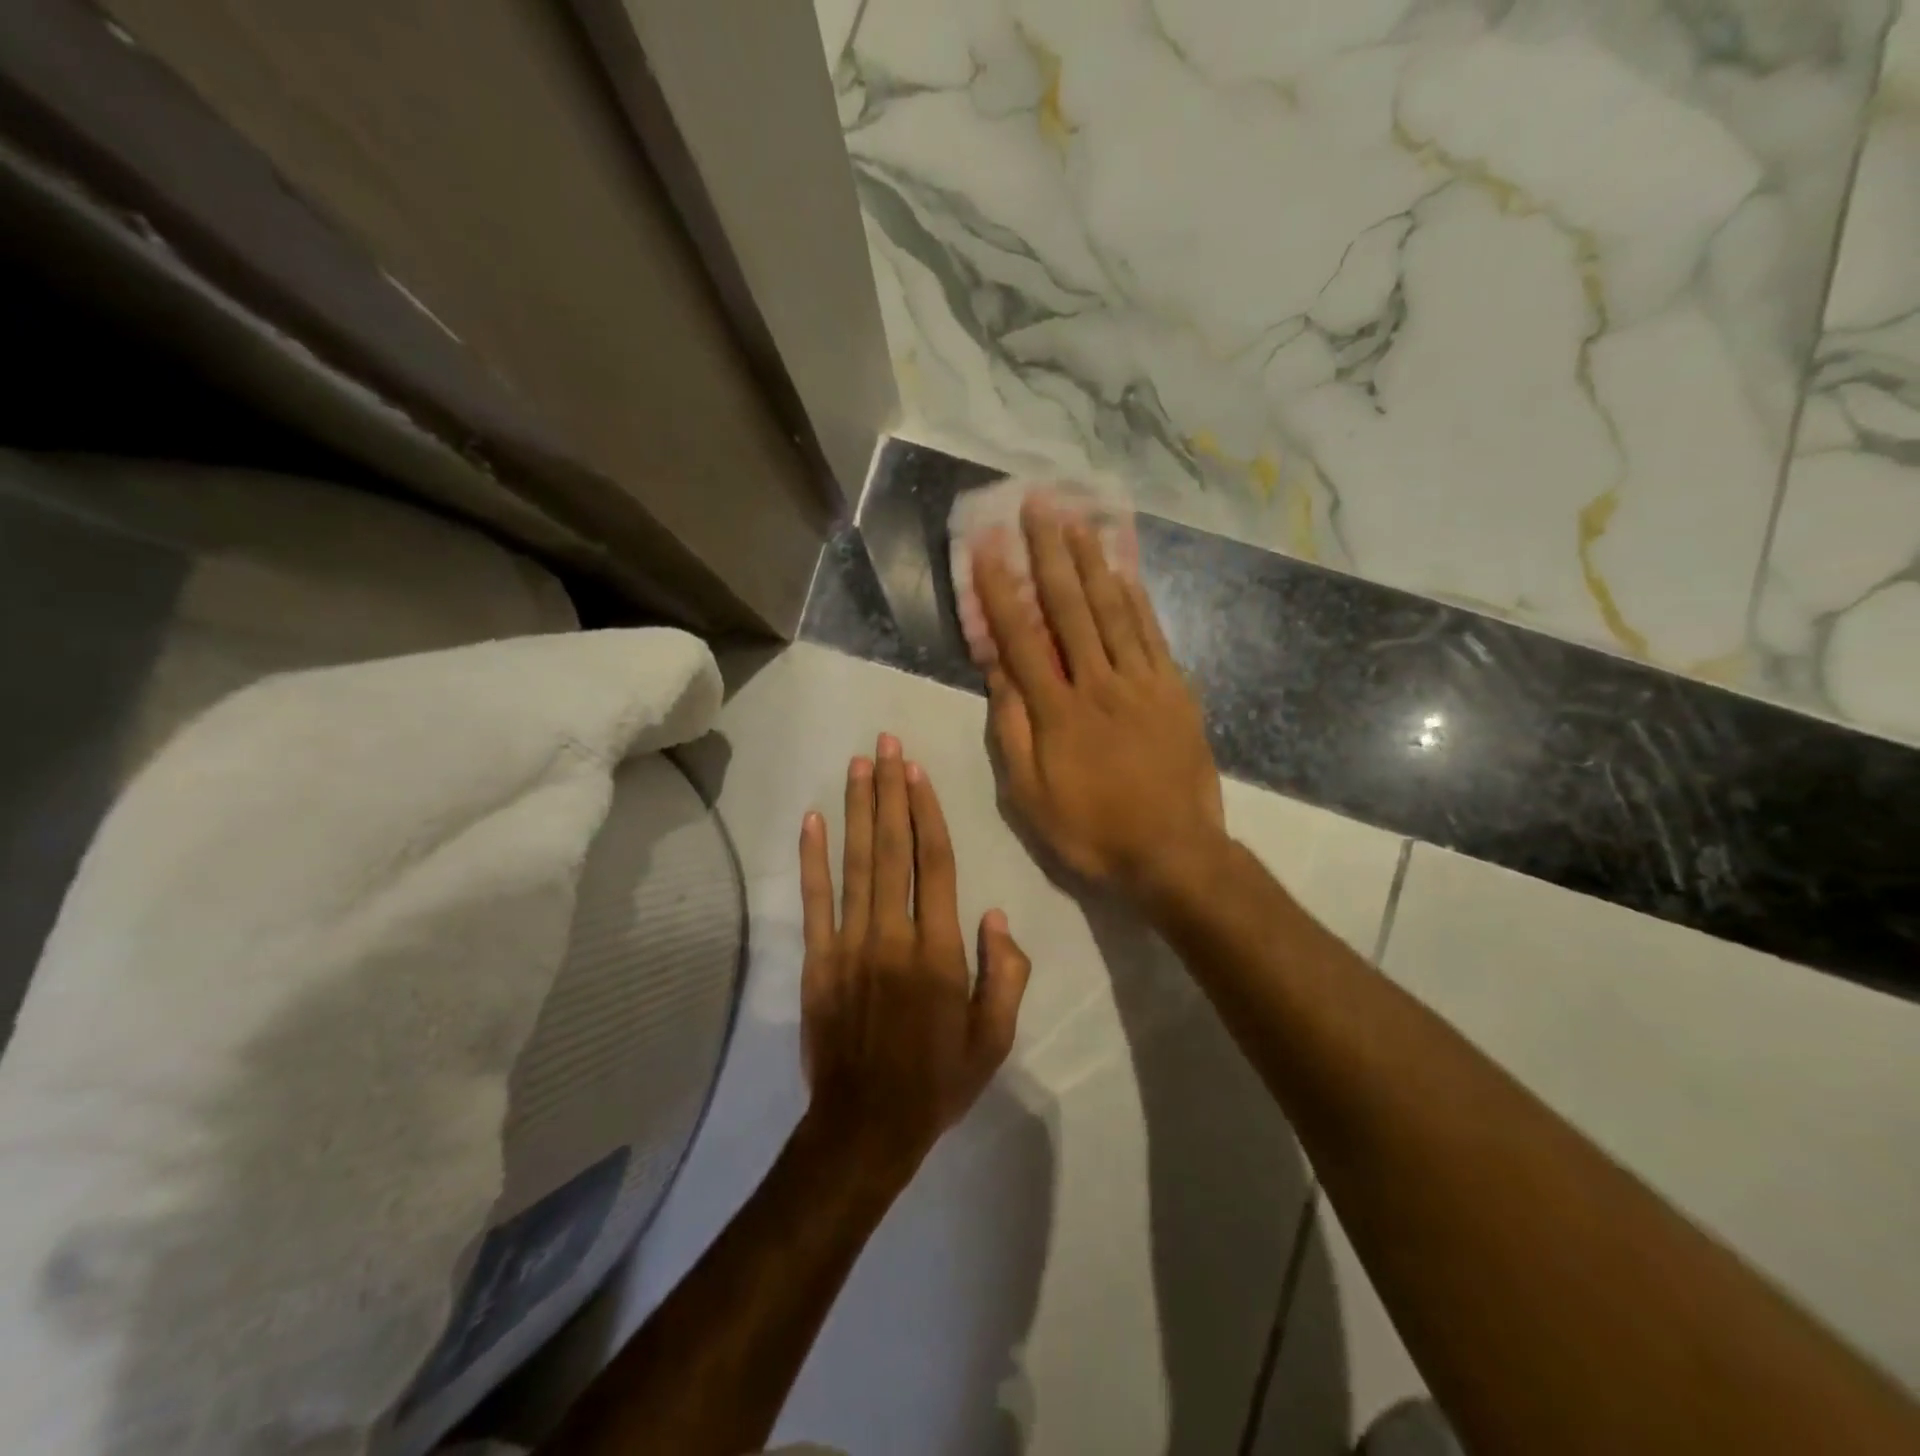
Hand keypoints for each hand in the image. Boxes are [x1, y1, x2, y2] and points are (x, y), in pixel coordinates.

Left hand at [798, 734, 1031, 1182]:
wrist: (866, 1127)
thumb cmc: (938, 1081)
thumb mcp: (995, 1038)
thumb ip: (1006, 973)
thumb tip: (995, 913)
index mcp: (940, 951)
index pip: (935, 864)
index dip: (926, 812)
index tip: (917, 771)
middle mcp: (894, 935)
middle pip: (893, 849)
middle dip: (889, 792)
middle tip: (885, 744)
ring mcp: (850, 945)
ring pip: (856, 864)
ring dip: (857, 810)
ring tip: (857, 765)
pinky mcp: (817, 962)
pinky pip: (814, 902)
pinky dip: (812, 859)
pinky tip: (812, 821)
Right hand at [974, 495, 1225, 900]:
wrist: (1173, 852)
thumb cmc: (1091, 830)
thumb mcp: (1030, 795)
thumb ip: (1012, 730)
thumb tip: (997, 672)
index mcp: (1057, 711)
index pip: (1022, 637)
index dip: (1002, 588)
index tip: (989, 545)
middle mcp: (1098, 683)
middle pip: (1070, 608)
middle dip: (1050, 553)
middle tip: (1038, 504)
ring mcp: (1142, 682)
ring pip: (1113, 610)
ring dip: (1093, 561)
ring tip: (1078, 519)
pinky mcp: (1174, 690)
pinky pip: (1152, 634)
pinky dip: (1136, 598)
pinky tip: (1124, 570)